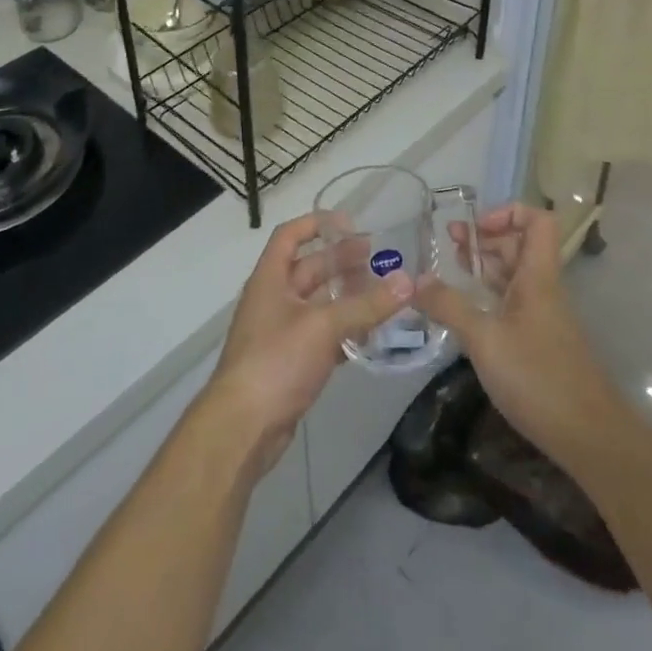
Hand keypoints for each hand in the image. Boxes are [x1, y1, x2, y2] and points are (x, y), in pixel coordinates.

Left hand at [204, 214, 414, 478]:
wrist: (243, 427)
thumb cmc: (276, 361)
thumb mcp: (323, 326)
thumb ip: (366, 305)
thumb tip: (408, 281)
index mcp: (270, 279)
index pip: (289, 235)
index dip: (317, 223)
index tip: (351, 223)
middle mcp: (274, 299)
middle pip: (309, 268)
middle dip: (341, 260)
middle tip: (378, 258)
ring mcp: (281, 331)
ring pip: (319, 303)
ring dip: (347, 296)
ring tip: (383, 293)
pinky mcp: (291, 361)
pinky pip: (322, 334)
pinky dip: (344, 330)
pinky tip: (371, 334)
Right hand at [413, 203, 626, 473]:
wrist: (590, 437)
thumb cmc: (538, 378)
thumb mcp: (484, 339)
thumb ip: (449, 306)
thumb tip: (415, 280)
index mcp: (537, 276)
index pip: (538, 220)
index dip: (507, 213)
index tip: (475, 228)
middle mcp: (542, 288)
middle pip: (520, 244)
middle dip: (485, 237)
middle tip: (449, 244)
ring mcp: (542, 316)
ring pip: (514, 274)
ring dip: (484, 265)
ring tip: (450, 270)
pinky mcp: (538, 341)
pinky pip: (512, 302)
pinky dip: (488, 295)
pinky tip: (464, 311)